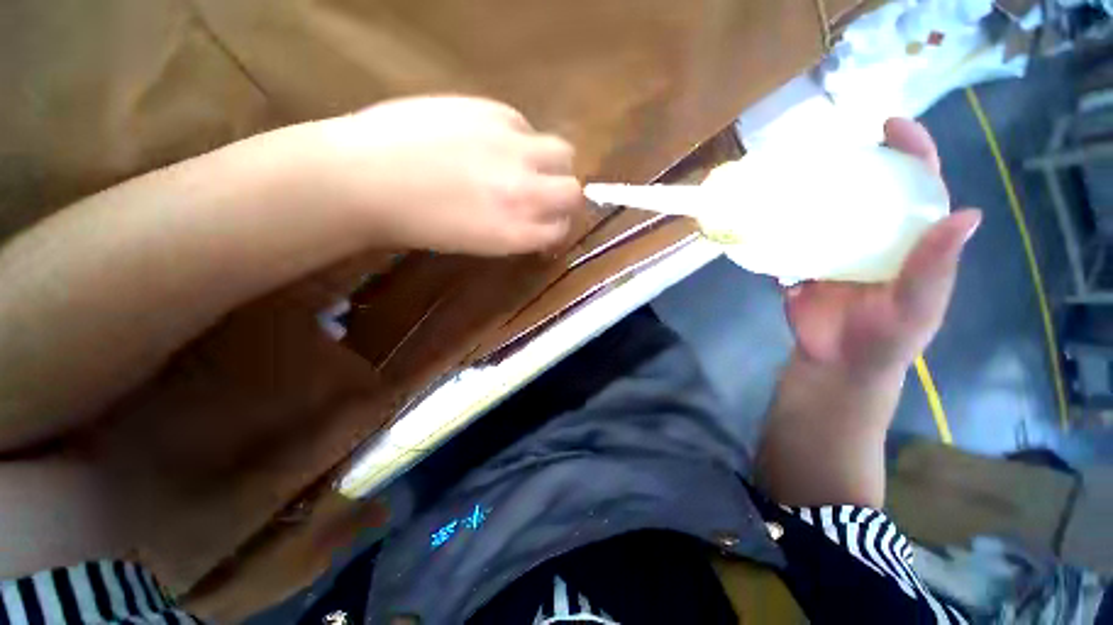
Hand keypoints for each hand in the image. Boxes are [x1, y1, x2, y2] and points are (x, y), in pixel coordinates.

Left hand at [303, 96, 584, 255]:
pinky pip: (526, 125)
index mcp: (515, 232)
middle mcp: (523, 192)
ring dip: (552, 163)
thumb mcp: (478, 244)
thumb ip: (516, 231)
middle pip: (573, 191)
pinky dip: (519, 138)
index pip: (561, 229)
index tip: (549, 227)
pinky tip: (491, 141)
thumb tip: (536, 221)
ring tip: (526, 164)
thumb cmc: (417, 224)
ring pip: (563, 152)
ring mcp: (511, 148)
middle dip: (565, 197)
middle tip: (546, 195)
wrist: (363, 178)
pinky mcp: (492, 111)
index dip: (558, 228)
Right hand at [784, 119, 980, 377]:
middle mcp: (872, 237)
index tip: (891, 126)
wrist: (837, 363)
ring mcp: (833, 251)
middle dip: (854, 163)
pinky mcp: (800, 267)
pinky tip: (764, 221)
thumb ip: (935, 266)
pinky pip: (788, 243)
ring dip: (809, 195)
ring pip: (823, 213)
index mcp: (909, 241)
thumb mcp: (918, 306)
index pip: (917, 188)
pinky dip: (777, 232)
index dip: (911, 153)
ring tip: (790, 176)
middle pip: (867, 191)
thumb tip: (966, 213)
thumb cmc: (886, 338)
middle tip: (828, 146)